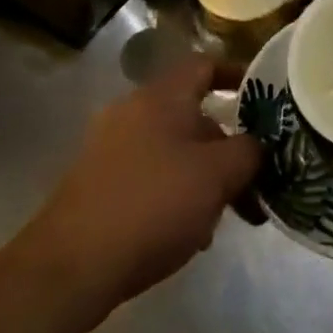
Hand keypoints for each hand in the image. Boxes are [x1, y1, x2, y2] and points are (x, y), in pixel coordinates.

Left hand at [20, 56, 259, 324]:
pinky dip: (172, 193)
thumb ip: (248, 152)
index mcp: (163, 95)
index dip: (237, 74)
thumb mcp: (217, 176)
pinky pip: (148, 175)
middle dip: (225, 146)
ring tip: (220, 219)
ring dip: (201, 176)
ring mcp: (109, 147)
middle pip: (192, 114)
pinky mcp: (95, 184)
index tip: (263, 96)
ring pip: (172, 149)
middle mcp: (133, 109)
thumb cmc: (152, 205)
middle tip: (250, 179)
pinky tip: (185, 235)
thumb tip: (257, 145)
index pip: (206, 65)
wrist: (68, 267)